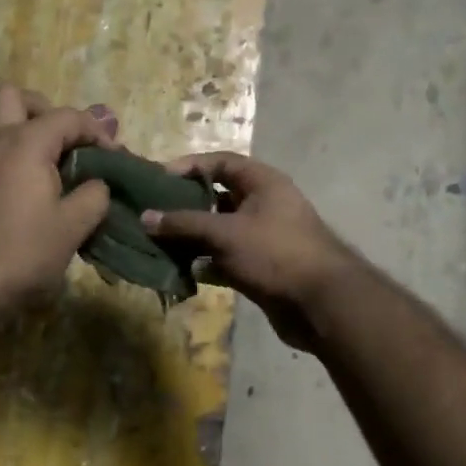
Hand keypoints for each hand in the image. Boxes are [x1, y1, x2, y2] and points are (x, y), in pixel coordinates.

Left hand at [0, 86, 113, 319]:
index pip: (68, 117)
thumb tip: (97, 184)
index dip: (96, 132)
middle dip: (44, 110)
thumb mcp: (72, 227)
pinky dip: (6, 152)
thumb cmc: (20, 253)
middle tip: (64, 142)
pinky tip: (24, 186)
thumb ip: (94, 196)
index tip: (113, 155)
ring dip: (21, 129)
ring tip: (47, 163)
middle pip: (14, 97)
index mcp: (24, 142)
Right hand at [141, 152, 358, 350]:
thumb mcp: (225, 233)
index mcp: (262, 183)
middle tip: (151, 213)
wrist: (320, 303)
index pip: (220, 163)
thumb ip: (184, 223)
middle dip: (184, 205)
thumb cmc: (274, 253)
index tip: (158, 179)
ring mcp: (262, 237)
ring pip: (218, 231)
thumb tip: (145, 218)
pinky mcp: (260, 267)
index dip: (189, 166)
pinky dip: (205, 263)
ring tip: (157, 242)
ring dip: (191, 237)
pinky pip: (224, 258)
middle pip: (216, 197)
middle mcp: (263, 205)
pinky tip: (181, 271)